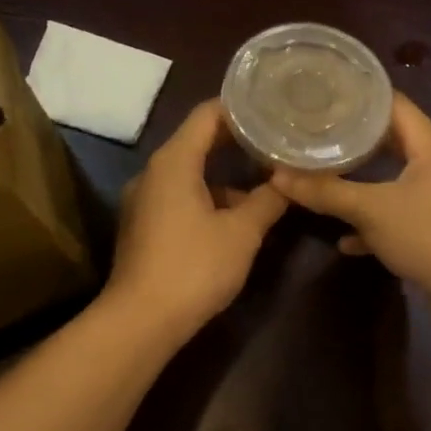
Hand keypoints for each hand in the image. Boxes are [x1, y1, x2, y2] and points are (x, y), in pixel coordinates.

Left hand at [103, 100, 288, 341]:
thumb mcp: (242, 232)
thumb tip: (289, 179)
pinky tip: (237, 216)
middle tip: (276, 141)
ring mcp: (144, 200)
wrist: (141, 321)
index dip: (241, 108)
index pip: (207, 114)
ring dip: (225, 175)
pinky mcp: (144, 226)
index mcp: (174, 162)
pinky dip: (208, 197)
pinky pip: (180, 196)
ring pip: (190, 173)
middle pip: (198, 141)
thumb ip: (268, 200)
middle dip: (237, 142)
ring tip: (265, 180)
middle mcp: (153, 173)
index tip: (273, 110)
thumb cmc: (194, 267)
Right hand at [270, 93, 430, 299]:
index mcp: (429, 146)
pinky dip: (372, 223)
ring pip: (391, 180)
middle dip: (352, 140)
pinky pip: (396, 216)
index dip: (359, 95)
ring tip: (322, 174)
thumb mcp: (371, 210)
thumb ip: (326, 192)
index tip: (323, 94)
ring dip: (361, 182)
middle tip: (314, 132)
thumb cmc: (429, 236)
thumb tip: (278, 176)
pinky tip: (344, 239)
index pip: (393, 104)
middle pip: (390, 140)